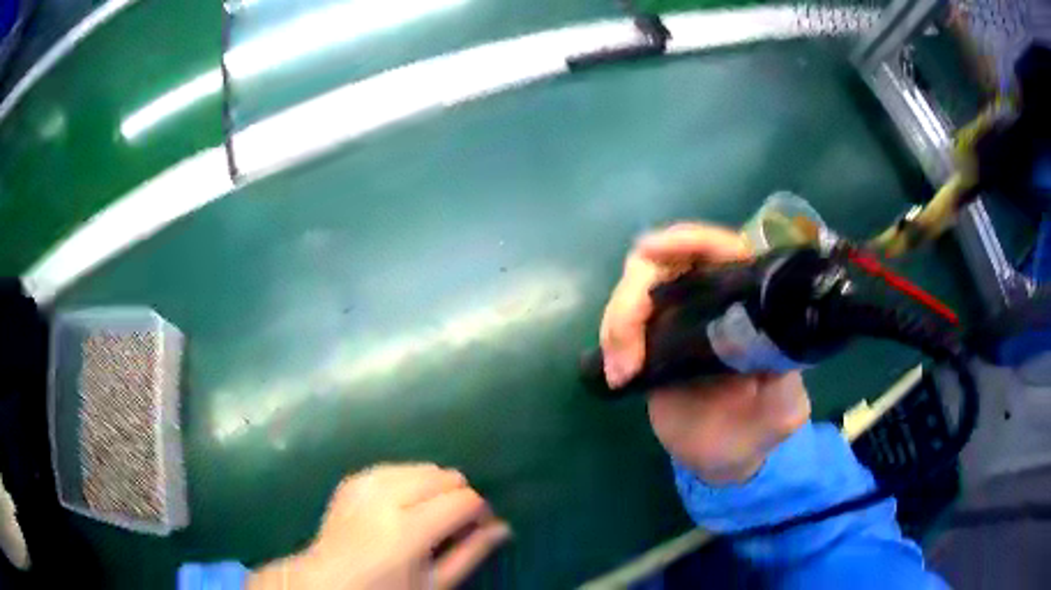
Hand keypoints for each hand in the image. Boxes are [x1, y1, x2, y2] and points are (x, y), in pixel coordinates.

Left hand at [249, 464, 509, 589]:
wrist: (328, 581)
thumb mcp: (434, 583)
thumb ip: (470, 553)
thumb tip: (503, 527)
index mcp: (407, 530)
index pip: (463, 500)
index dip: (480, 511)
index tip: (479, 527)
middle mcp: (385, 498)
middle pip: (443, 475)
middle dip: (457, 496)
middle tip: (453, 524)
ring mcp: (365, 484)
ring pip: (420, 466)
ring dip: (434, 486)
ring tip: (428, 514)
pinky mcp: (352, 479)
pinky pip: (394, 467)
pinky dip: (408, 481)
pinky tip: (404, 503)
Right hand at [600, 223, 810, 483]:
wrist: (722, 457)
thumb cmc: (759, 429)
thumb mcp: (782, 412)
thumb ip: (782, 385)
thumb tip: (764, 350)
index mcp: (751, 303)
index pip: (723, 250)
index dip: (689, 240)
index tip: (653, 250)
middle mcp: (713, 298)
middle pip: (666, 262)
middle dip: (636, 292)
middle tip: (625, 338)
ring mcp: (678, 316)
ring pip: (636, 288)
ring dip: (619, 321)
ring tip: (622, 371)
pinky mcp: (651, 339)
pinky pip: (622, 320)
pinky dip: (611, 339)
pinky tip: (616, 374)